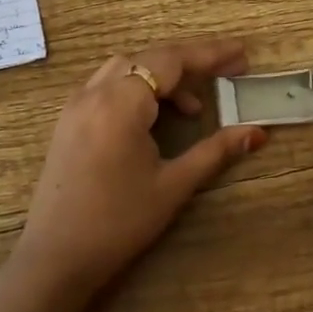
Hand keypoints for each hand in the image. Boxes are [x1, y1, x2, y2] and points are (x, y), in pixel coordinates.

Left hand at [12, 39, 267, 301]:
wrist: (56, 257)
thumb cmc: (118, 223)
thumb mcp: (173, 185)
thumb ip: (215, 151)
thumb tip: (256, 133)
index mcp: (120, 104)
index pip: (170, 61)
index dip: (210, 54)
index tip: (242, 55)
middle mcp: (93, 93)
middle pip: (147, 58)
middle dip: (189, 62)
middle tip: (226, 74)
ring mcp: (75, 106)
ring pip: (125, 69)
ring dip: (161, 76)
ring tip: (194, 107)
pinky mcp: (68, 122)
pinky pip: (107, 86)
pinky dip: (137, 88)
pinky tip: (155, 118)